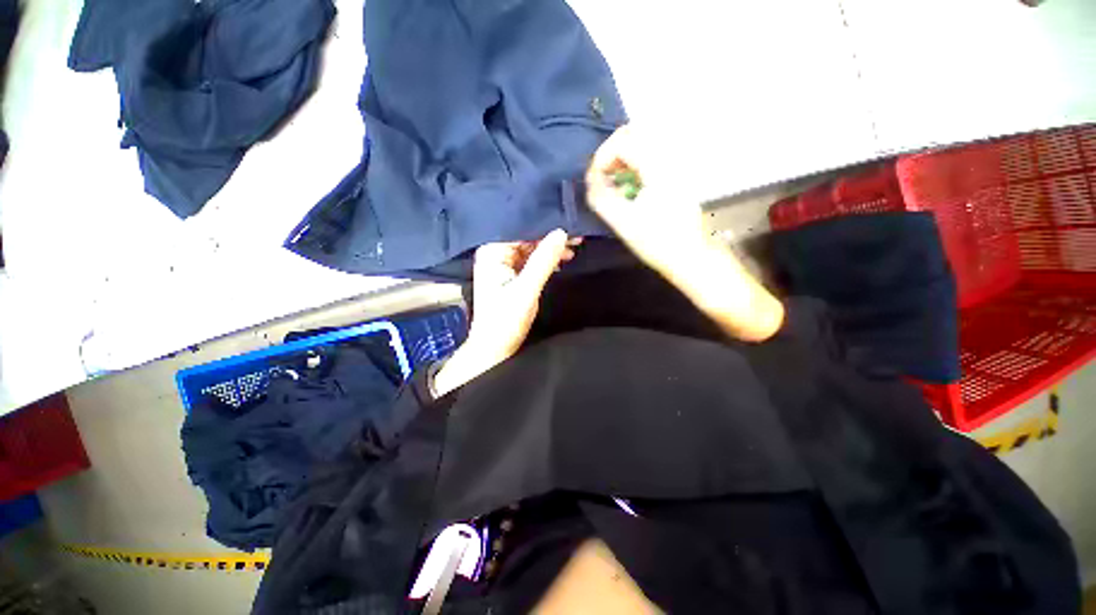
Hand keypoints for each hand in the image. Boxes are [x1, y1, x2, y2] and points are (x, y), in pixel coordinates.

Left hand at [433, 230, 576, 395]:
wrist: (495, 349)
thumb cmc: (505, 321)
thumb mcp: (527, 290)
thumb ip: (543, 261)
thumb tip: (561, 233)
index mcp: (492, 253)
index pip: (521, 231)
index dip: (545, 228)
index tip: (570, 228)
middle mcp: (494, 254)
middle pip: (526, 239)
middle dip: (550, 239)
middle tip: (576, 238)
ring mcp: (502, 266)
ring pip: (530, 250)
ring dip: (549, 250)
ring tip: (572, 250)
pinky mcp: (509, 276)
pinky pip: (529, 261)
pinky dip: (545, 261)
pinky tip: (560, 261)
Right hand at [584, 125, 709, 276]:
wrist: (689, 256)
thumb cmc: (657, 242)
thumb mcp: (623, 222)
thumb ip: (601, 197)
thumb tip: (590, 178)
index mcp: (657, 167)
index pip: (623, 140)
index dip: (602, 157)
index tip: (595, 180)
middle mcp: (669, 158)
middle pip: (633, 135)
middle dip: (611, 154)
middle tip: (602, 178)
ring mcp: (674, 166)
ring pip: (641, 145)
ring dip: (621, 161)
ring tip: (613, 185)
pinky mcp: (675, 176)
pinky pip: (649, 159)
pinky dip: (632, 167)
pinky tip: (629, 190)